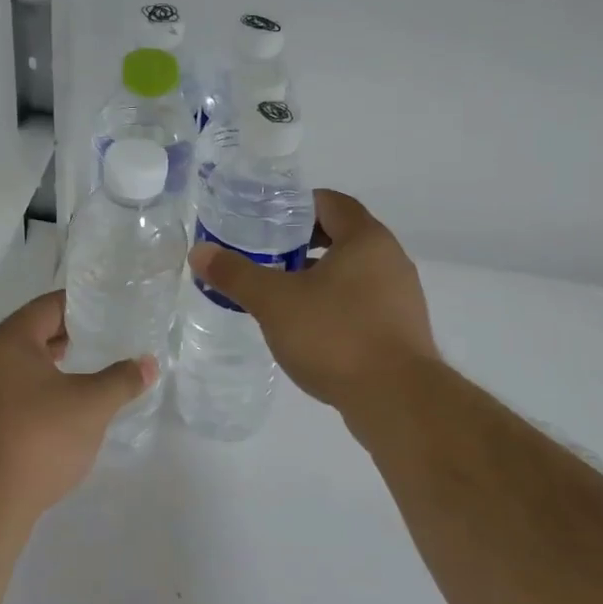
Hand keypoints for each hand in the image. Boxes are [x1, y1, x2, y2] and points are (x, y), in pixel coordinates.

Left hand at [0, 289, 156, 524]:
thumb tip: (149, 363)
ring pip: (27, 359)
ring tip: (93, 363)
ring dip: (58, 358)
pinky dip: (45, 382)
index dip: (81, 303)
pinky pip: (20, 384)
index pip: (49, 305)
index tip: (110, 306)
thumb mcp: (92, 404)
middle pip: (36, 329)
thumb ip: (122, 379)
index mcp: (12, 339)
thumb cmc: (42, 436)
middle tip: (108, 332)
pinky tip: (70, 398)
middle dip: (71, 331)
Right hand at [189, 189, 437, 426]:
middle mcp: (391, 259)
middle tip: (266, 256)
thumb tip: (200, 252)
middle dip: (303, 243)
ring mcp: (402, 296)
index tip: (266, 221)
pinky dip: (336, 304)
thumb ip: (236, 274)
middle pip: (343, 236)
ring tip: (282, 293)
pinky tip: (310, 328)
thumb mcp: (275, 302)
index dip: (296, 207)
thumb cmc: (336, 336)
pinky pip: (364, 302)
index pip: (331, 202)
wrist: (397, 401)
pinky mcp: (402, 330)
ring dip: (320, 276)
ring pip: (354, 272)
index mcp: (366, 239)